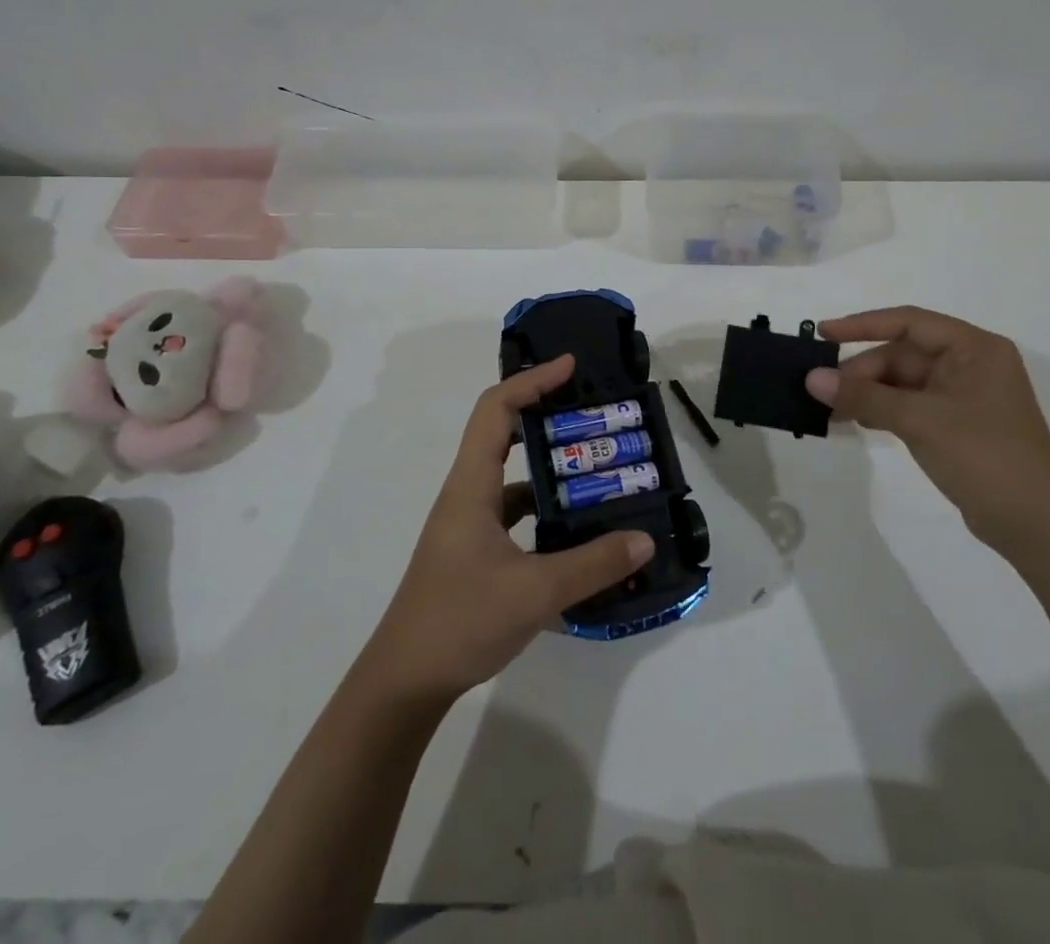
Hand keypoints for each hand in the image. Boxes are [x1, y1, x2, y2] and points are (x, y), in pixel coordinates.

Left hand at [359, 356, 655, 704]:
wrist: (405, 681)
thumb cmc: (459, 621)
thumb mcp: (534, 592)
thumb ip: (593, 565)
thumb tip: (644, 539)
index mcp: (471, 486)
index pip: (496, 410)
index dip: (532, 381)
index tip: (571, 368)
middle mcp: (468, 494)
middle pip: (504, 434)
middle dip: (547, 417)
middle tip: (593, 416)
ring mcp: (470, 525)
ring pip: (513, 477)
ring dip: (550, 467)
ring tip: (599, 471)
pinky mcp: (476, 551)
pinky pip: (515, 512)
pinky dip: (546, 510)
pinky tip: (579, 529)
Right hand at [805, 307, 1049, 545]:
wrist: (1037, 526)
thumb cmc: (985, 456)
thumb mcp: (919, 420)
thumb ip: (864, 396)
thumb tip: (811, 378)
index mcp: (974, 348)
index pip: (909, 322)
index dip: (862, 325)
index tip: (822, 334)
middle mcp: (970, 364)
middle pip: (902, 355)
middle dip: (862, 372)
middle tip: (822, 392)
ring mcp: (964, 396)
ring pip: (902, 382)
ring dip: (868, 393)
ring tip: (830, 409)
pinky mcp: (957, 425)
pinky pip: (910, 405)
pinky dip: (882, 410)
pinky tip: (855, 421)